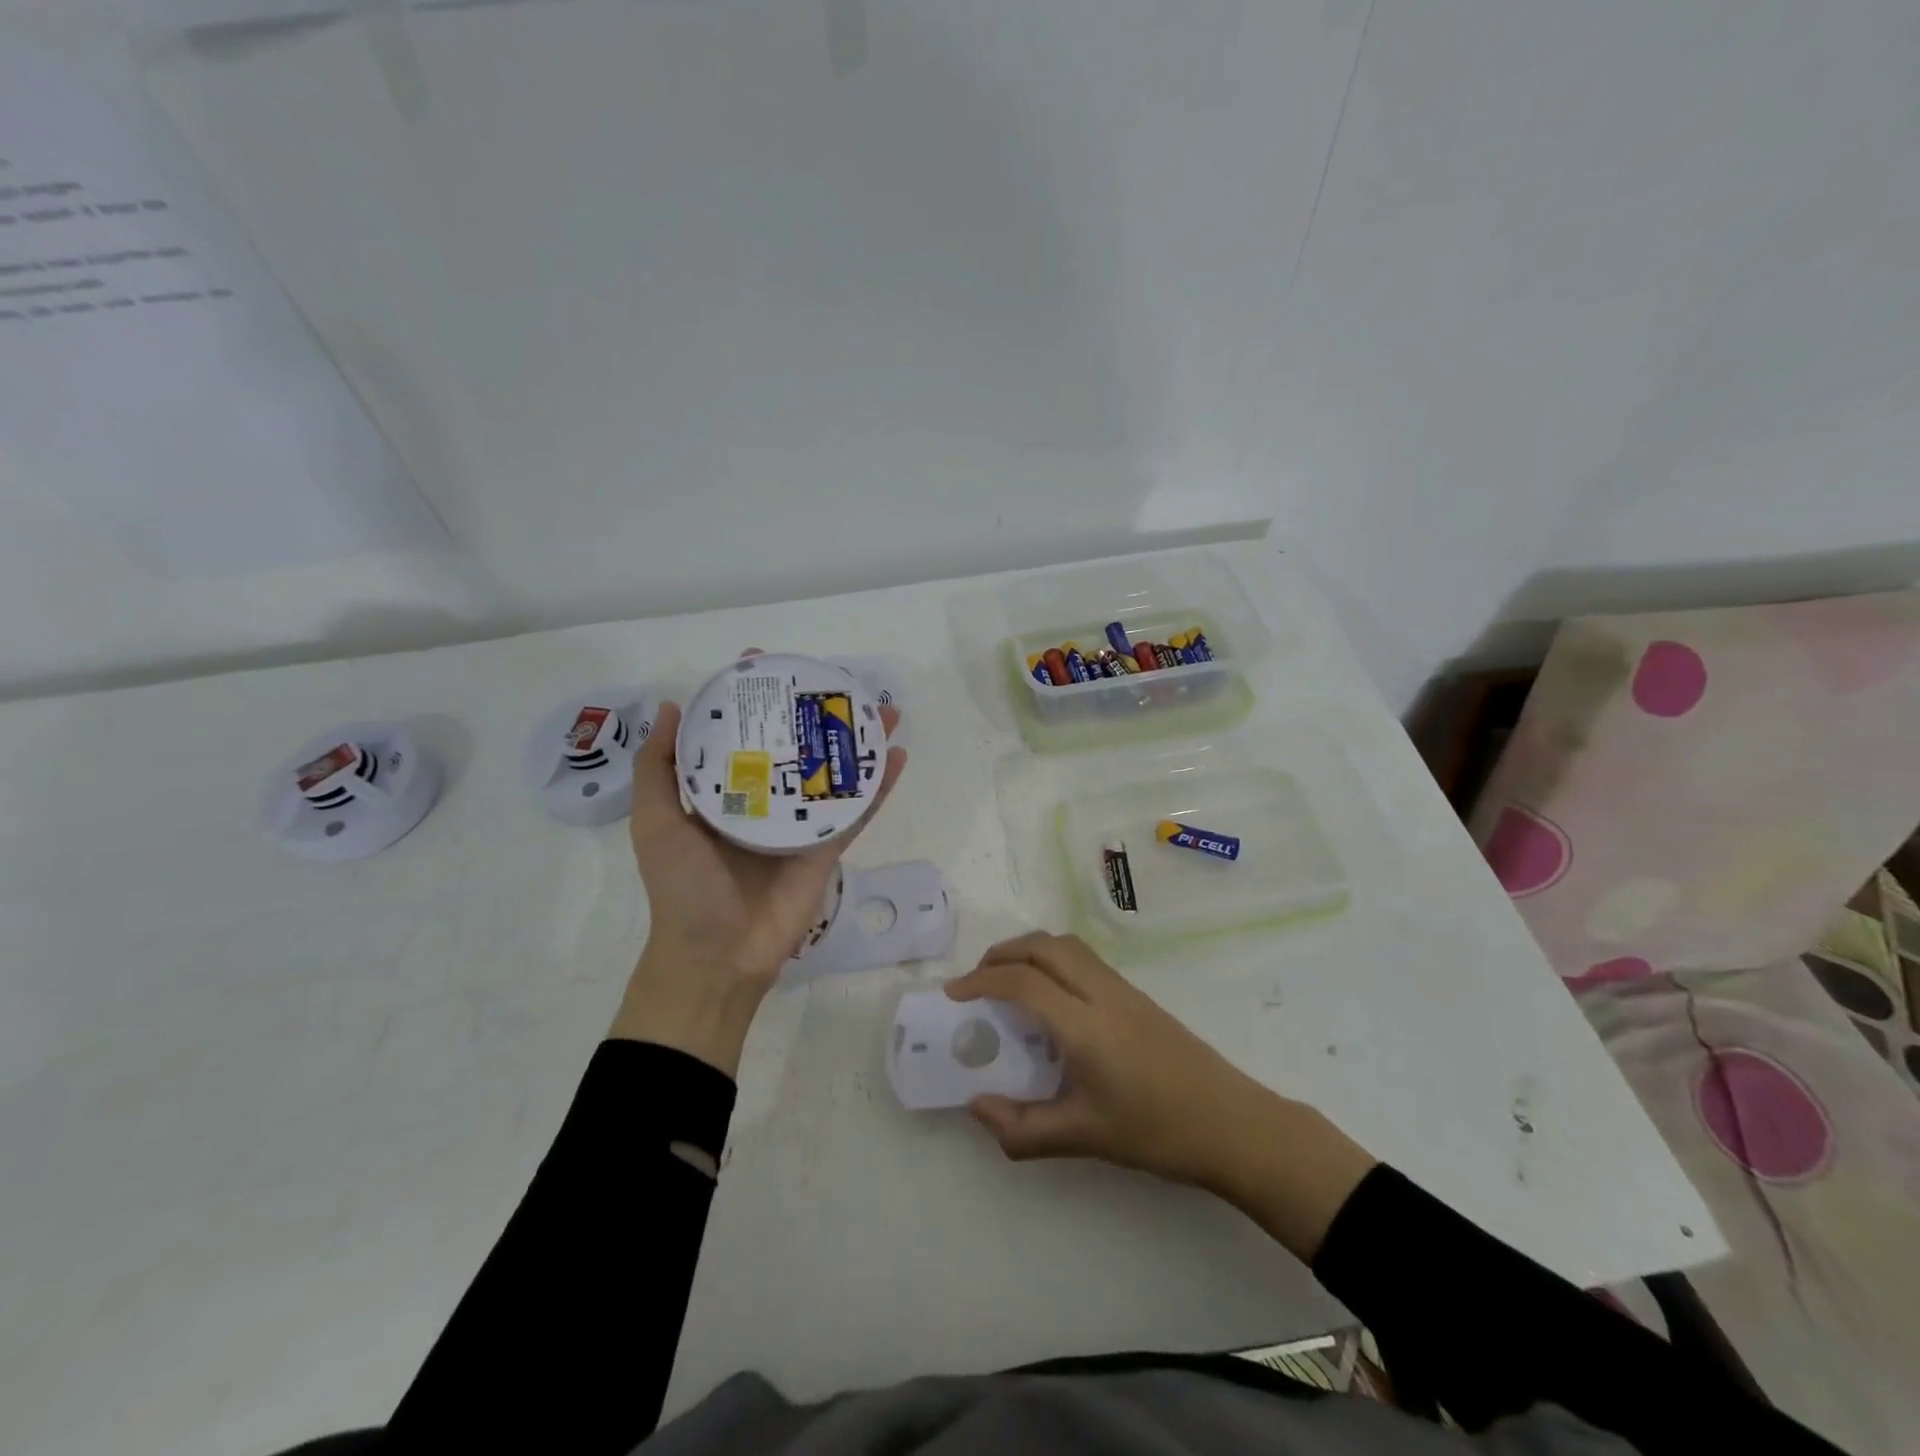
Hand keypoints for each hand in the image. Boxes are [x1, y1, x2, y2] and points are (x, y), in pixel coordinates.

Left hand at [612, 696, 906, 1075]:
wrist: (717, 956)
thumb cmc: (682, 887)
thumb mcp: (655, 822)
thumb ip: (659, 769)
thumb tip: (673, 707)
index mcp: (722, 792)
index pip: (738, 734)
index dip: (751, 699)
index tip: (765, 664)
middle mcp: (763, 800)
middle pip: (795, 747)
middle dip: (816, 714)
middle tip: (838, 682)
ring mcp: (799, 824)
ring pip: (834, 773)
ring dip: (859, 743)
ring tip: (883, 710)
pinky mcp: (827, 848)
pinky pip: (856, 811)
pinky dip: (878, 785)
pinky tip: (897, 756)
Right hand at [947, 932, 1376, 1259]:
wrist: (1232, 1123)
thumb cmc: (1157, 1131)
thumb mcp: (1083, 1137)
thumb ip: (1022, 1128)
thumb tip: (976, 1107)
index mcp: (1083, 1024)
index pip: (1021, 982)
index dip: (981, 981)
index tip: (954, 995)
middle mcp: (1100, 993)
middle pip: (1042, 946)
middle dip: (1002, 953)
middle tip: (976, 981)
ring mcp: (1123, 989)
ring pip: (1066, 946)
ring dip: (1029, 951)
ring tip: (1008, 982)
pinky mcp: (1137, 995)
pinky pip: (1084, 959)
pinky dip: (1053, 960)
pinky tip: (1051, 999)